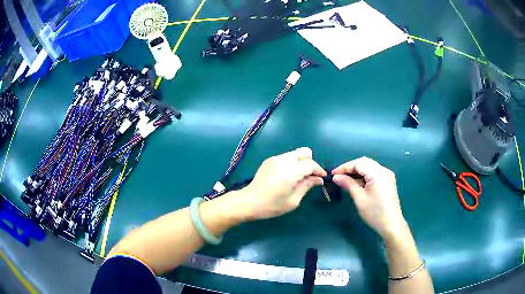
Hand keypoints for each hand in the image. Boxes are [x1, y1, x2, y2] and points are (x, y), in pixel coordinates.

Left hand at [237, 147, 326, 219]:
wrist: (248, 201)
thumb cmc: (272, 205)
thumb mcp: (293, 200)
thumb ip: (307, 186)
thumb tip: (318, 179)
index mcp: (290, 171)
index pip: (310, 164)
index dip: (319, 170)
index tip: (323, 178)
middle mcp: (283, 160)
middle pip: (304, 152)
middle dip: (311, 162)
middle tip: (310, 176)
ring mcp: (275, 158)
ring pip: (295, 153)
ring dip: (301, 162)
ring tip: (299, 177)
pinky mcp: (269, 160)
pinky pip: (286, 157)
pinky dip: (292, 163)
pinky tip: (288, 176)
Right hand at [332, 157, 406, 239]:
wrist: (391, 225)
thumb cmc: (375, 213)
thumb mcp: (359, 198)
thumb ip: (348, 184)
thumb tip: (336, 177)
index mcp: (378, 173)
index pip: (358, 163)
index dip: (344, 167)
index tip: (333, 175)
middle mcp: (384, 171)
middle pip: (364, 163)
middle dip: (350, 168)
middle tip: (338, 177)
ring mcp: (387, 176)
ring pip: (369, 167)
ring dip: (357, 172)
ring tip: (345, 180)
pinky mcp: (387, 182)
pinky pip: (373, 174)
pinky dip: (364, 176)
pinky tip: (356, 183)